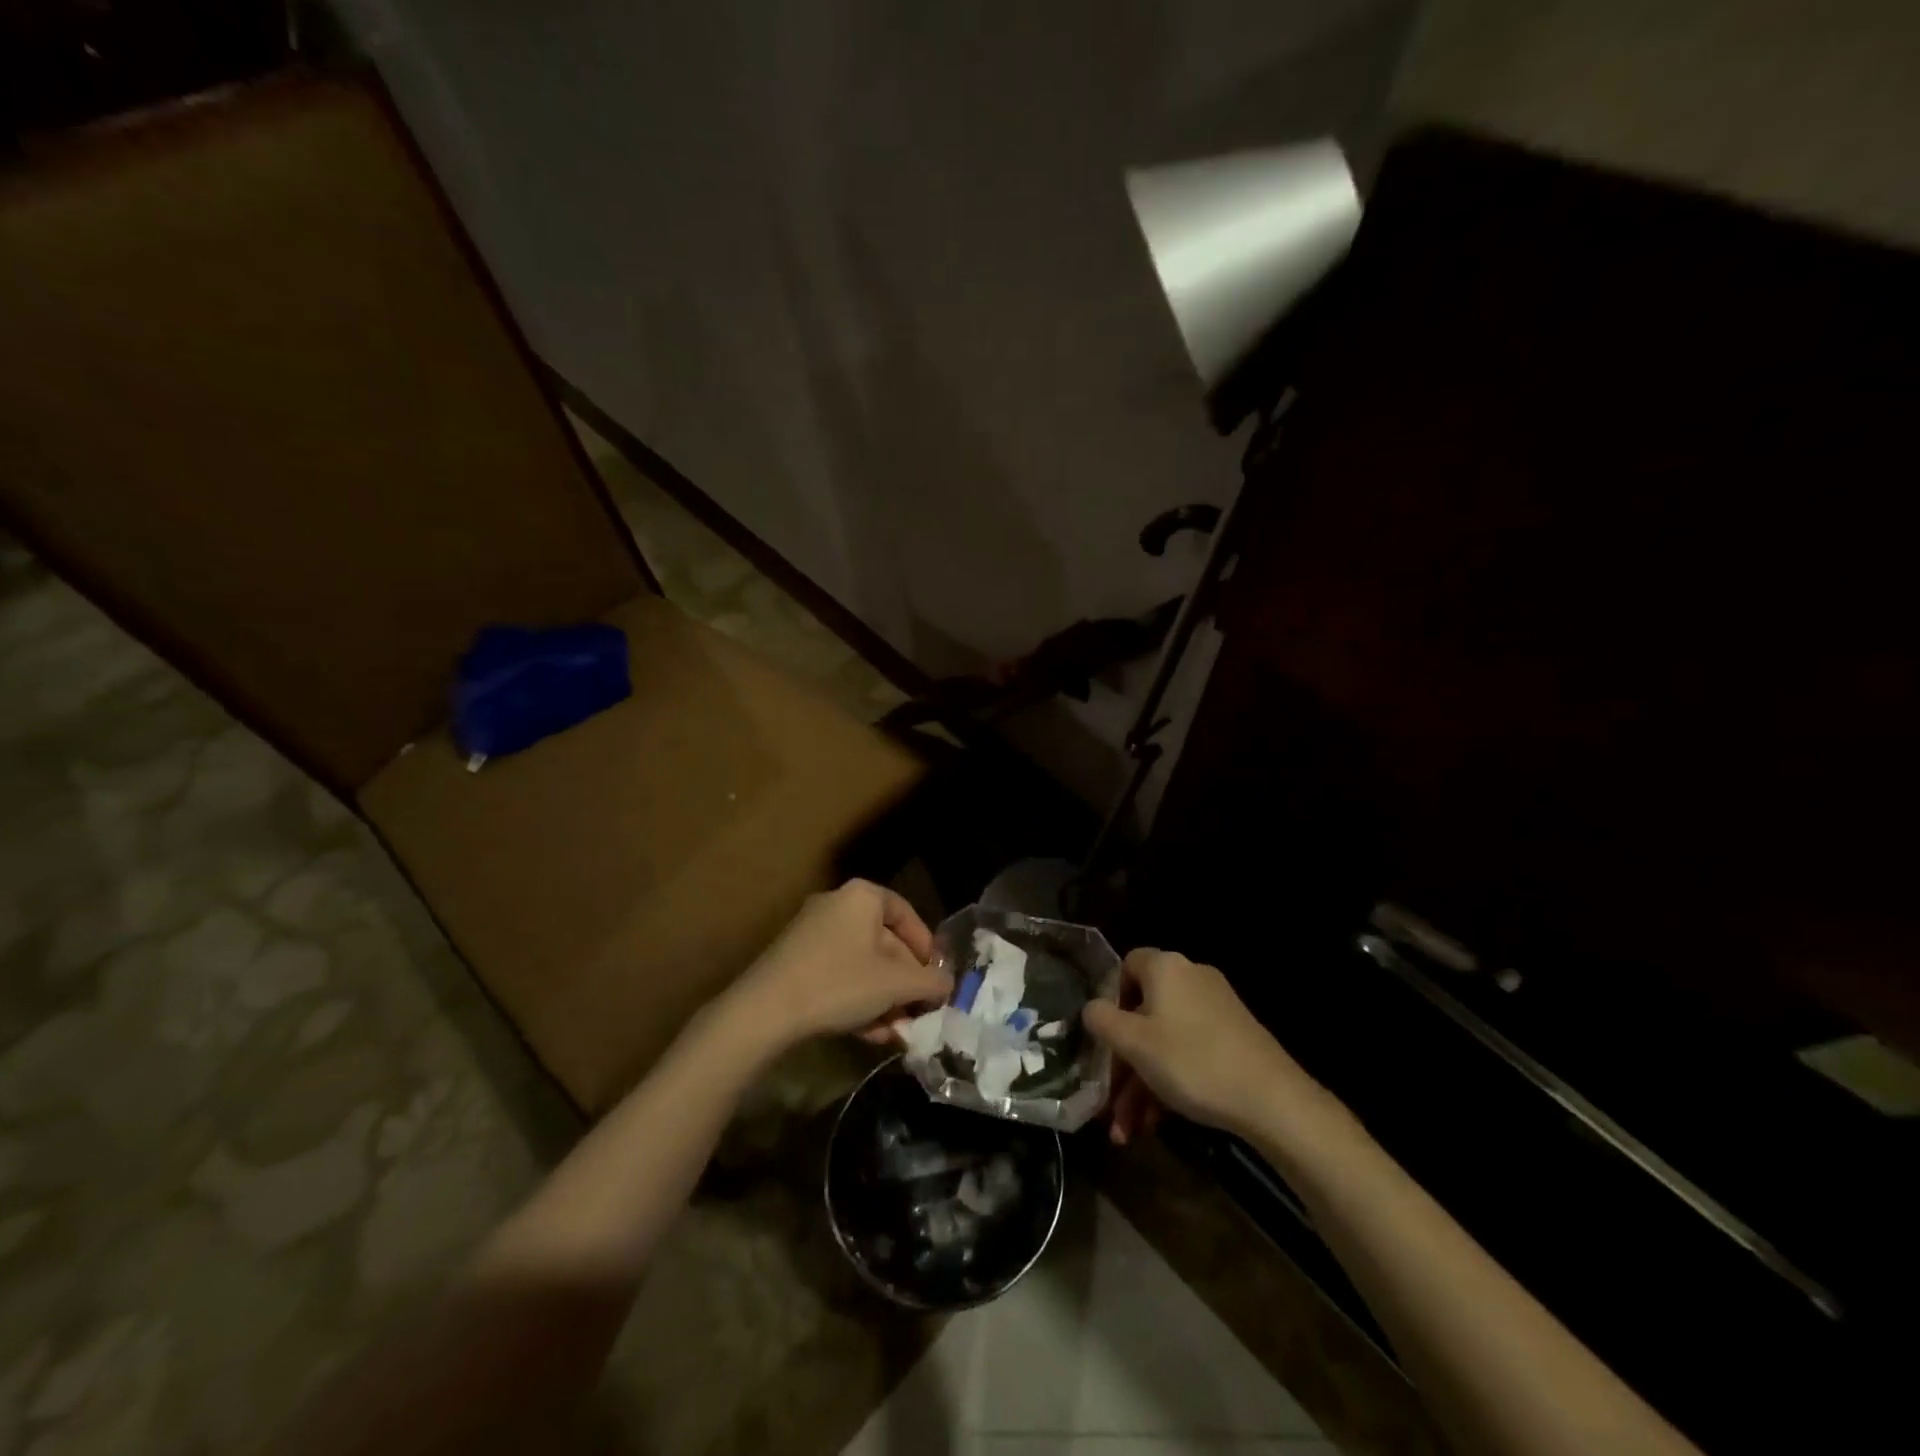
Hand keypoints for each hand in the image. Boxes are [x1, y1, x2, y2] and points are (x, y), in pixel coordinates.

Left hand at [730, 880, 950, 1050]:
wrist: (765, 1010)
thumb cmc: (840, 983)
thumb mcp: (896, 984)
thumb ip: (930, 982)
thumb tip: (947, 984)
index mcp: (862, 896)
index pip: (907, 914)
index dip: (927, 948)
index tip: (936, 979)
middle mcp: (836, 905)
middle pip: (884, 943)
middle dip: (903, 983)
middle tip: (917, 1013)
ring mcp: (811, 932)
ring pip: (861, 964)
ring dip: (883, 998)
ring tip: (895, 1032)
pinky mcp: (794, 960)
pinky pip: (838, 974)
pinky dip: (856, 999)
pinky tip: (868, 1033)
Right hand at [1084, 948, 1317, 1142]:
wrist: (1272, 1099)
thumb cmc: (1191, 1061)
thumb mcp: (1134, 1043)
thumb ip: (1102, 1020)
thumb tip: (1091, 1008)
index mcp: (1166, 968)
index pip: (1126, 966)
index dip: (1108, 999)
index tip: (1101, 1037)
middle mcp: (1190, 978)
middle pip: (1142, 1014)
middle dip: (1122, 1064)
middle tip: (1110, 1102)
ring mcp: (1215, 1008)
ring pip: (1163, 1041)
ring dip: (1141, 1084)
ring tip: (1128, 1131)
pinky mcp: (1233, 1037)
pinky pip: (1188, 1051)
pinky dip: (1169, 1081)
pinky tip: (1157, 1123)